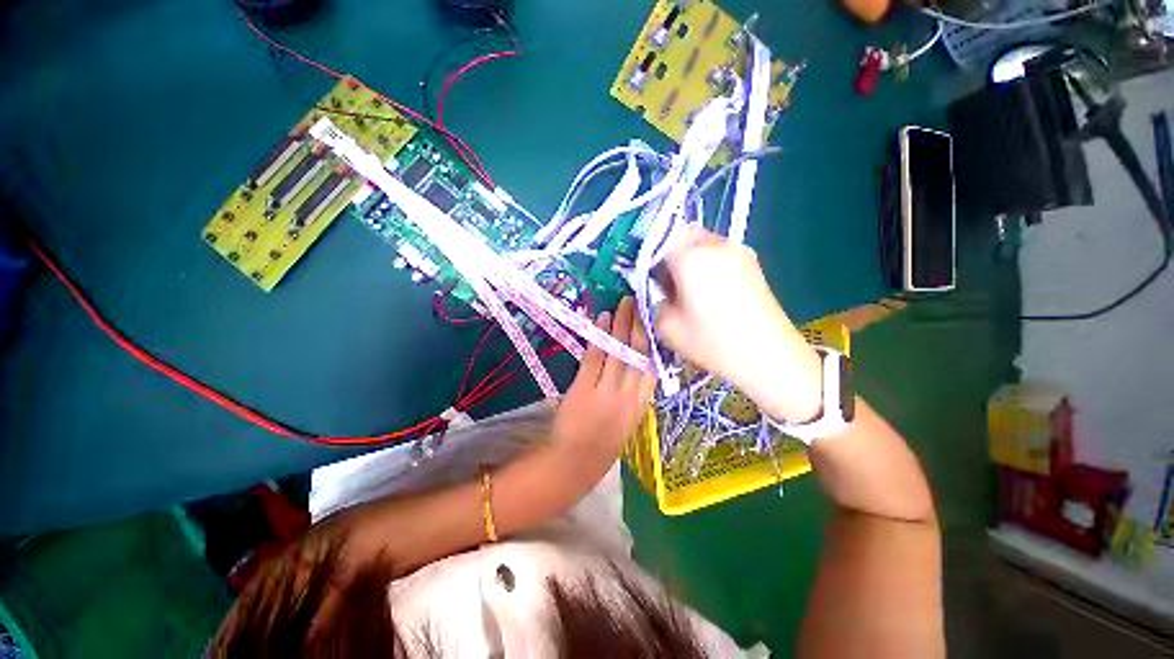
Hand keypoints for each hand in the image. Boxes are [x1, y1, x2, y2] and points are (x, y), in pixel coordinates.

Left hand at [551, 297, 653, 458]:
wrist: (575, 463)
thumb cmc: (603, 444)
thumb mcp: (628, 420)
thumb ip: (634, 393)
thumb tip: (637, 363)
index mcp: (641, 404)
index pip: (651, 365)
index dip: (652, 338)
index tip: (652, 318)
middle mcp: (628, 395)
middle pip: (636, 352)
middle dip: (637, 324)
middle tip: (636, 301)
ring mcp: (606, 391)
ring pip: (617, 351)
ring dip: (620, 325)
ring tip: (622, 304)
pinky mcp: (584, 388)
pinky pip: (595, 357)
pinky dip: (599, 337)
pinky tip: (602, 320)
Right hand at [655, 227, 823, 422]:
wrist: (768, 356)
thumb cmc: (712, 341)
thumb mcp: (667, 326)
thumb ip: (653, 300)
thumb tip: (655, 288)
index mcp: (691, 256)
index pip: (660, 236)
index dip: (648, 253)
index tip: (645, 274)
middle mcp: (716, 244)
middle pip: (683, 235)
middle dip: (668, 254)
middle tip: (665, 283)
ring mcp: (738, 251)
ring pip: (702, 243)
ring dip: (688, 259)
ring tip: (687, 290)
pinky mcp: (752, 263)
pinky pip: (719, 254)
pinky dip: (707, 265)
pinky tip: (709, 293)